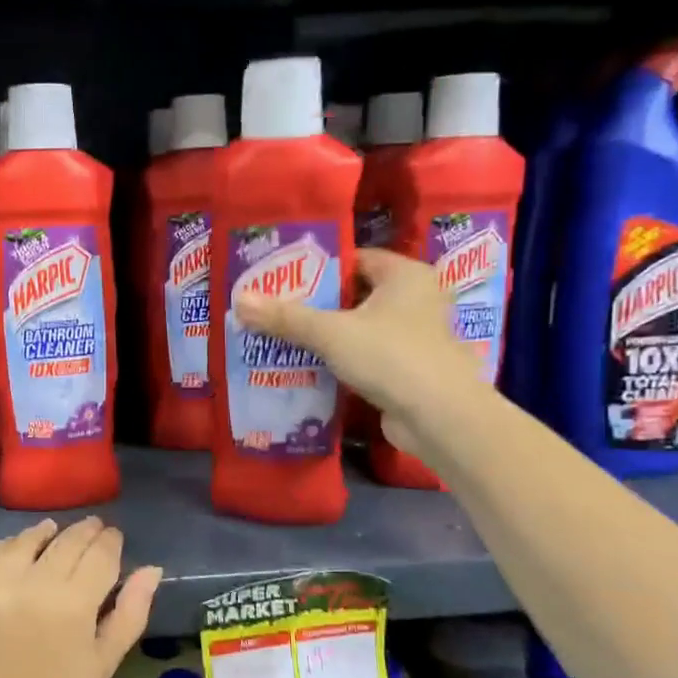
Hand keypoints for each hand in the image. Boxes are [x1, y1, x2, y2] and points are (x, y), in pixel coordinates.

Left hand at [0, 518, 161, 677]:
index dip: (110, 541)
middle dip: (84, 532)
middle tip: (92, 529)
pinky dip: (4, 548)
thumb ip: (130, 613)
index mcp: (72, 604)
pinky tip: (13, 554)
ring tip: (52, 534)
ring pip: (25, 539)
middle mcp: (31, 582)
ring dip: (44, 534)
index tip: (113, 537)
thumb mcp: (101, 666)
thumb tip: (152, 569)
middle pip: (66, 540)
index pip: (100, 553)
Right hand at [233, 248, 477, 455]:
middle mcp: (416, 299)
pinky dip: (341, 360)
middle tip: (275, 309)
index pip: (355, 259)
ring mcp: (415, 337)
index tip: (282, 278)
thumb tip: (238, 300)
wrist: (439, 418)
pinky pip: (366, 355)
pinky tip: (307, 367)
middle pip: (355, 294)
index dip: (319, 268)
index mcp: (406, 275)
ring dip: (326, 335)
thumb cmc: (390, 357)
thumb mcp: (330, 332)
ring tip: (282, 337)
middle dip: (316, 304)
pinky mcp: (409, 369)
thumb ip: (285, 317)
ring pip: (360, 328)